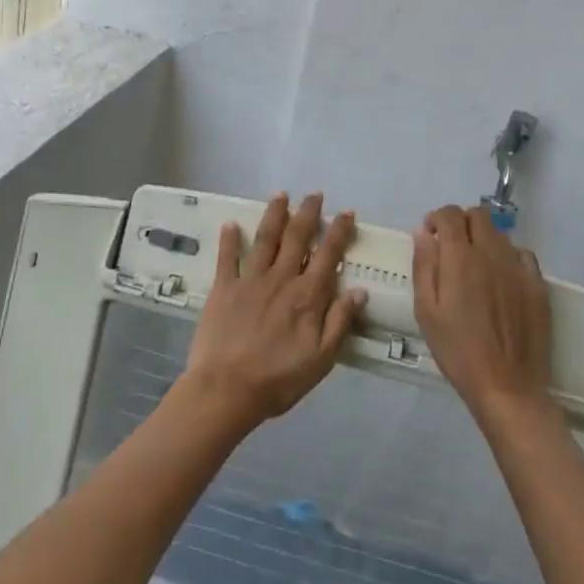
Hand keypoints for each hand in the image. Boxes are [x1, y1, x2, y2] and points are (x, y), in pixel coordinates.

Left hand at [181, 192, 366, 430]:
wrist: (226, 390)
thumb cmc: (278, 379)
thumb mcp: (321, 359)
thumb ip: (340, 322)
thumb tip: (360, 291)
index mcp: (307, 296)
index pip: (328, 255)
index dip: (338, 231)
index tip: (346, 212)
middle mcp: (281, 279)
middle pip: (297, 237)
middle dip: (307, 213)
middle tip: (314, 194)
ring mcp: (250, 280)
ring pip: (265, 239)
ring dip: (274, 215)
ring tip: (280, 195)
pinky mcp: (223, 288)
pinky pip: (227, 258)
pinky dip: (229, 239)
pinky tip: (230, 223)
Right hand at [412, 204, 554, 426]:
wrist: (506, 385)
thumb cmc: (457, 350)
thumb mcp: (426, 311)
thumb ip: (424, 266)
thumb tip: (423, 233)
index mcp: (460, 258)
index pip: (450, 215)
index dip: (437, 218)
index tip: (430, 235)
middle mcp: (492, 253)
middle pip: (479, 215)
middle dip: (461, 222)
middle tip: (451, 246)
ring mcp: (518, 268)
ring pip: (500, 234)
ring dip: (484, 239)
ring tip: (475, 266)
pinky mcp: (538, 284)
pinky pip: (522, 255)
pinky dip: (508, 257)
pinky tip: (502, 279)